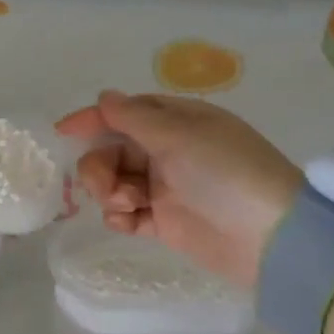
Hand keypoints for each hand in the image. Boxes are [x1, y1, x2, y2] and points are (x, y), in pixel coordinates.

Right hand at [55, 91, 302, 286]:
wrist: (270, 237)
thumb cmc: (226, 173)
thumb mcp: (180, 136)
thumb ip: (135, 117)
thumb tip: (105, 96)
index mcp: (178, 122)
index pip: (127, 112)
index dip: (95, 119)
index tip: (63, 132)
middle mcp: (170, 152)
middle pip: (114, 150)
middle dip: (101, 166)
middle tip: (107, 187)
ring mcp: (167, 189)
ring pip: (116, 182)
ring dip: (110, 192)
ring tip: (128, 207)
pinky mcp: (165, 223)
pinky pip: (128, 214)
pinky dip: (120, 217)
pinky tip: (128, 223)